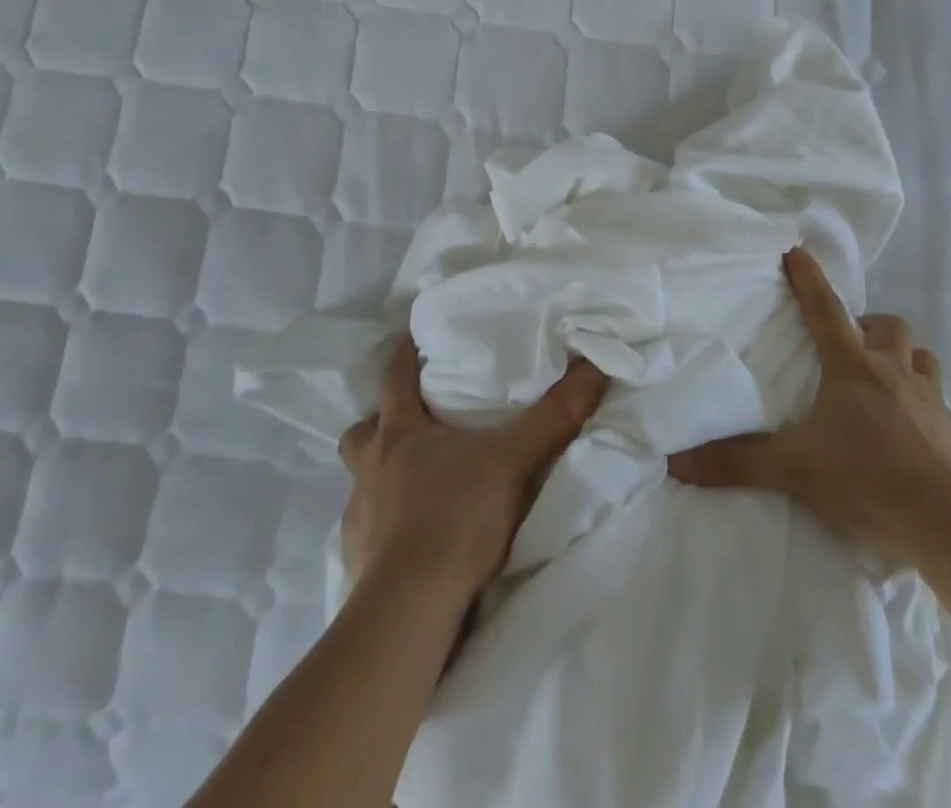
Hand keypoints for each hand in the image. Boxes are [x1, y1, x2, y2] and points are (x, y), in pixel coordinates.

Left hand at [339, 336, 610, 600]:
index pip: (393, 376)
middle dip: (380, 425)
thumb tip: (595, 366)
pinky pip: (365, 534)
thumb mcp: (514, 460)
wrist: (409, 612)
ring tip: (412, 488)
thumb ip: (555, 415)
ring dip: (380, 479)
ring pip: (360, 483)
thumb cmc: (456, 519)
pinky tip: (408, 543)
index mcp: (399, 433)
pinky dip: (383, 531)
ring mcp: (357, 517)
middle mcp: (369, 469)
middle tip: (409, 427)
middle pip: (362, 432)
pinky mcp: (355, 563)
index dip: (403, 353)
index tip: (414, 339)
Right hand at [668, 247, 950, 562]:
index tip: (796, 250)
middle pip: (887, 326)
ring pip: (920, 357)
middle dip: (867, 325)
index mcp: (852, 368)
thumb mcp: (794, 470)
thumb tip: (676, 462)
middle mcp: (893, 372)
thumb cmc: (867, 479)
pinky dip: (921, 405)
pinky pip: (937, 404)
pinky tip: (909, 433)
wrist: (950, 524)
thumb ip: (737, 463)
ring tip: (882, 381)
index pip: (824, 309)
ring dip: (901, 359)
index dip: (808, 279)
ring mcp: (929, 401)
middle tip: (848, 346)